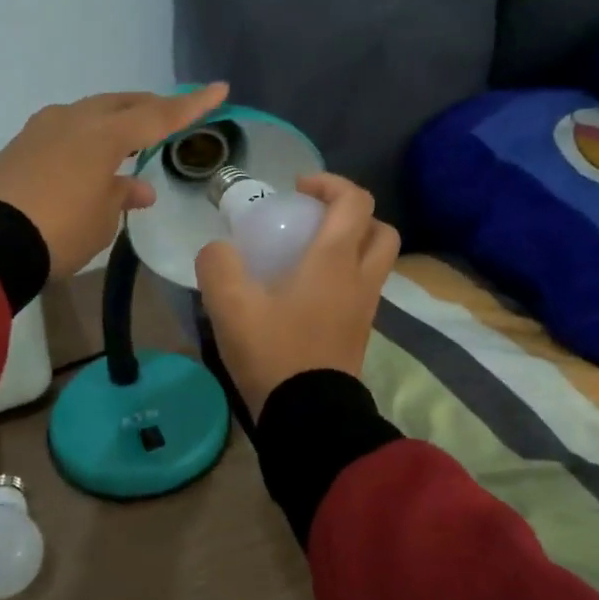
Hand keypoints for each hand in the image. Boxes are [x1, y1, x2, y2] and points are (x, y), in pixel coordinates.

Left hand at [0, 83, 229, 277]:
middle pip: (121, 104)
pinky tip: (90, 156)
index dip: (191, 105)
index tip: (219, 89)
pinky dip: (87, 137)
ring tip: (130, 138)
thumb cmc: (60, 231)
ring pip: (90, 113)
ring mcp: (42, 129)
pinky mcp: (20, 145)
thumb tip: (137, 187)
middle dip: (148, 107)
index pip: (158, 115)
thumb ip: (122, 196)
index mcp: (104, 135)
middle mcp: (74, 120)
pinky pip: (66, 130)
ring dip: (115, 121)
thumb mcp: (102, 220)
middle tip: (170, 114)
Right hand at [195, 174, 400, 415]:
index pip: (355, 201)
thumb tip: (219, 250)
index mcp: (335, 261)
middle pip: (380, 229)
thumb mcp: (230, 306)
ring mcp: (365, 308)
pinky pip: (363, 288)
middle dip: (352, 214)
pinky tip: (306, 292)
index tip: (297, 191)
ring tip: (308, 255)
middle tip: (314, 220)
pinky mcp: (360, 332)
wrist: (308, 415)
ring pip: (375, 261)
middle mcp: (360, 278)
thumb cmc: (273, 352)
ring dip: (351, 245)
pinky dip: (344, 276)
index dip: (330, 184)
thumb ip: (218, 265)